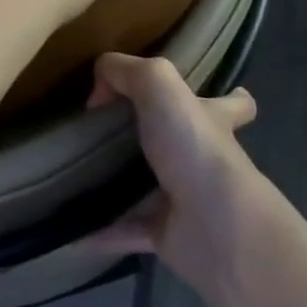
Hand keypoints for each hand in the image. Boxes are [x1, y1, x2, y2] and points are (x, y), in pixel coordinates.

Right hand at [86, 52, 264, 290]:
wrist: (214, 227)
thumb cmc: (193, 146)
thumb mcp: (158, 83)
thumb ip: (126, 71)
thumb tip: (100, 90)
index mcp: (213, 119)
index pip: (233, 104)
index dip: (228, 96)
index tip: (206, 94)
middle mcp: (205, 159)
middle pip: (187, 144)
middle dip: (158, 138)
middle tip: (113, 133)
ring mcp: (188, 200)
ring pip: (152, 187)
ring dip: (122, 183)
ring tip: (80, 172)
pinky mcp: (167, 235)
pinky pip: (127, 229)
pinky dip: (102, 229)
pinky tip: (73, 224)